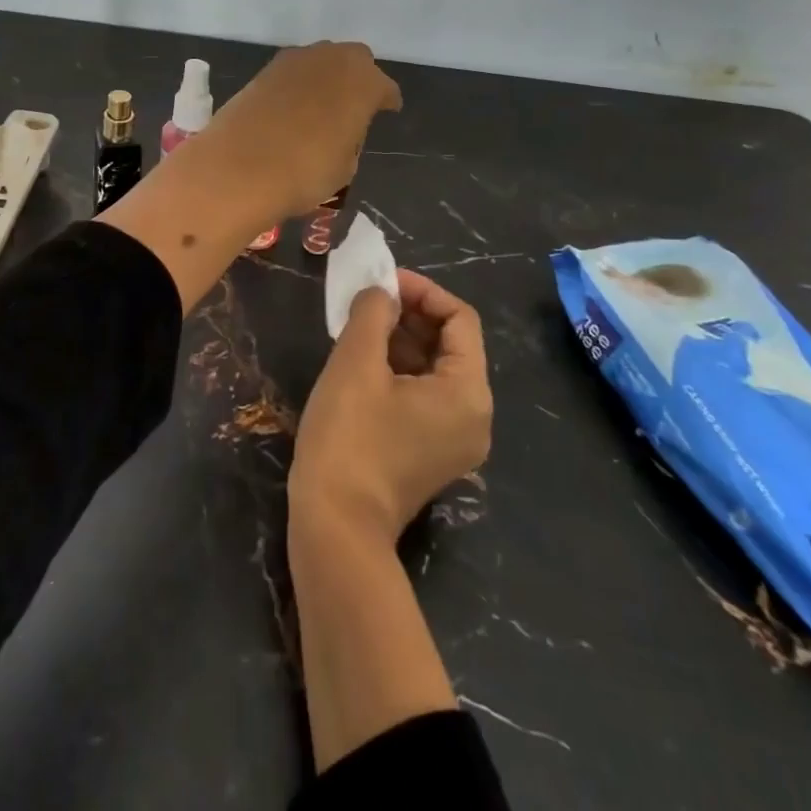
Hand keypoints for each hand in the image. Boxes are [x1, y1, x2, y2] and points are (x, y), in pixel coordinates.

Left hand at [192, 42, 401, 222]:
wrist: (239, 167)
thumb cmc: (305, 172)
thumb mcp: (345, 165)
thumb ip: (350, 138)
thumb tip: (341, 131)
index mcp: (364, 83)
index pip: (384, 88)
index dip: (387, 100)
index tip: (388, 110)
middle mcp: (332, 60)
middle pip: (354, 59)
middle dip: (358, 77)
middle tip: (355, 102)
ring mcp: (295, 61)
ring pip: (321, 59)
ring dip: (326, 76)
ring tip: (323, 103)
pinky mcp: (264, 70)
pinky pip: (293, 71)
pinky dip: (298, 83)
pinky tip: (294, 105)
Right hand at [289, 270, 491, 545]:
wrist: (336, 527)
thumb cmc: (349, 437)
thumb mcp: (357, 362)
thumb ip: (374, 312)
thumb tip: (382, 293)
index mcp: (468, 392)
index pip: (460, 319)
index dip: (422, 291)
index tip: (382, 282)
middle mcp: (475, 416)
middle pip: (451, 344)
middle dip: (410, 315)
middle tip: (366, 302)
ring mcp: (456, 440)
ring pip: (435, 369)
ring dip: (401, 340)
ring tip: (357, 327)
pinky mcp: (432, 453)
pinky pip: (425, 396)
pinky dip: (399, 370)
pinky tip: (362, 362)